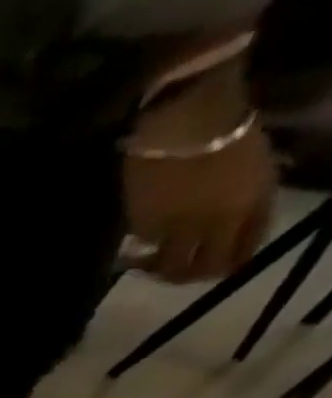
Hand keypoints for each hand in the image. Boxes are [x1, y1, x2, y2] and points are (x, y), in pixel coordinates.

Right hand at [125, 74, 276, 283]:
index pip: (240, 254)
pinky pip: (144, 247)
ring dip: (158, 268)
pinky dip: (141, 249)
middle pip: (198, 269)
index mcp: (247, 207)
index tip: (218, 267)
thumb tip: (234, 235)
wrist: (187, 122)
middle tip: (179, 270)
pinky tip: (139, 242)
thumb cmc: (229, 138)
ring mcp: (175, 226)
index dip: (229, 265)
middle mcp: (213, 223)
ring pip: (166, 265)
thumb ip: (251, 205)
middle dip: (189, 275)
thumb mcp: (258, 171)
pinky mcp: (142, 225)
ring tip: (150, 262)